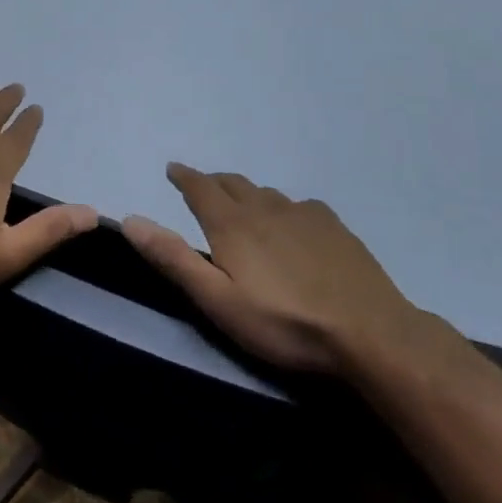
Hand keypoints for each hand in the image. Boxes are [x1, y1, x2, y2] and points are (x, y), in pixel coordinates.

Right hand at [120, 163, 422, 374]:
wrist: (371, 334)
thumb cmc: (283, 322)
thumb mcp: (217, 300)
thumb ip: (173, 259)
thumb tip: (130, 220)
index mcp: (231, 223)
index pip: (200, 187)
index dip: (184, 176)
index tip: (173, 169)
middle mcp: (265, 208)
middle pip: (233, 183)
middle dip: (213, 181)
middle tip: (202, 186)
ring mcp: (305, 215)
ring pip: (266, 193)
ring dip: (247, 193)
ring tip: (243, 204)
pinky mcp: (336, 229)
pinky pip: (301, 205)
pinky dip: (284, 206)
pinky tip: (293, 222)